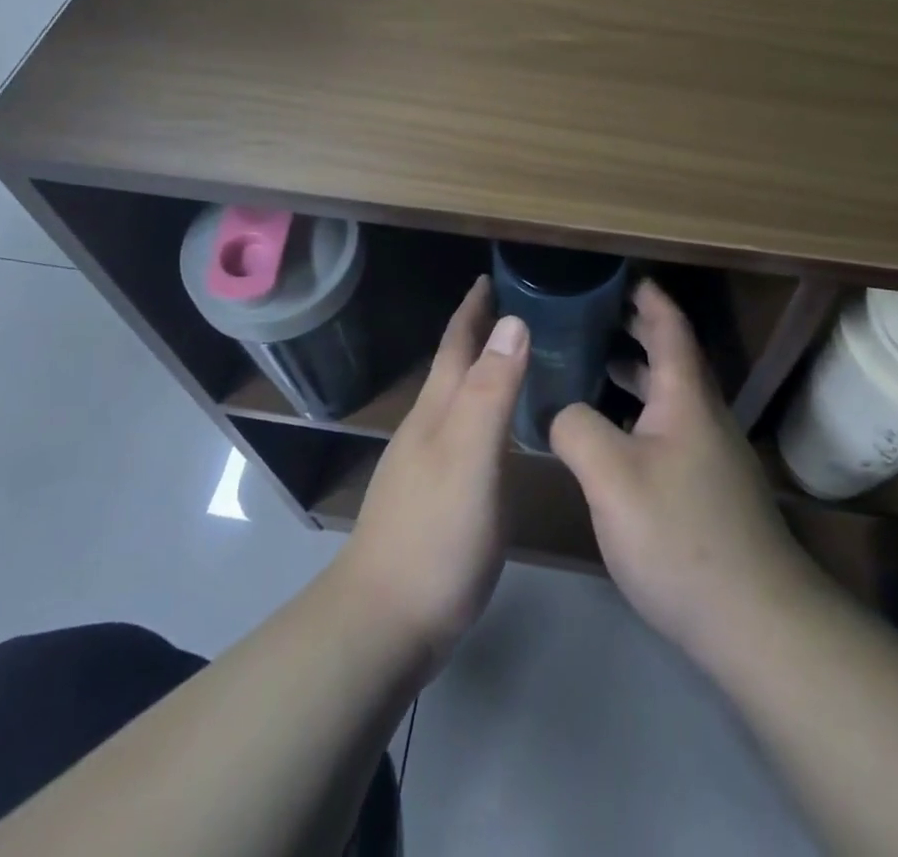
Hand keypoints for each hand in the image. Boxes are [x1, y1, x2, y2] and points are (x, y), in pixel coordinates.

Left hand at [333, 276, 526, 680]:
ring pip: (456, 401)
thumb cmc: (435, 535)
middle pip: (453, 368)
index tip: (490, 276)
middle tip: (512, 308)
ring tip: (511, 359)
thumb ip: (491, 392)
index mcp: (437, 411)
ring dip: (480, 372)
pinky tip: (497, 431)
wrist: (385, 622)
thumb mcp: (471, 457)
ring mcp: (425, 465)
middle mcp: (427, 429)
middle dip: (476, 333)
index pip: (456, 345)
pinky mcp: (433, 498)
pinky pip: (463, 434)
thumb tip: (512, 320)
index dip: (472, 309)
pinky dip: (482, 413)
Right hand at [551, 281, 822, 663]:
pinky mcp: (710, 491)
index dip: (648, 298)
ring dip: (636, 374)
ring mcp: (711, 456)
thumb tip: (560, 410)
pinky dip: (640, 415)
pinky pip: (670, 430)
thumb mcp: (611, 477)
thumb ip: (575, 428)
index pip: (670, 328)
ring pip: (671, 397)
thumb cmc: (680, 535)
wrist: (756, 622)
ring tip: (592, 366)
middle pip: (672, 358)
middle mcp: (704, 417)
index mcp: (686, 398)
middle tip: (593, 315)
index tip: (622, 276)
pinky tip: (611, 438)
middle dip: (637, 330)